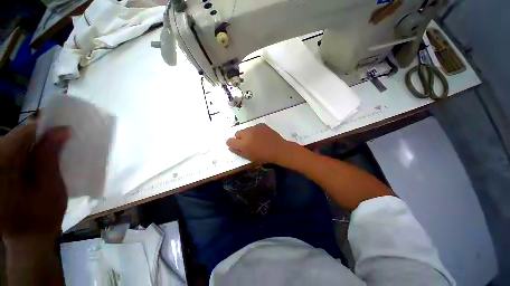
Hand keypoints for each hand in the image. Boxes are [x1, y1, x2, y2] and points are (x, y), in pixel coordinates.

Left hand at [0, 123, 69, 243]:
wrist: (29, 240)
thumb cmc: (43, 218)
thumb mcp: (51, 189)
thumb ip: (50, 159)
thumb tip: (61, 131)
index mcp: (2, 169)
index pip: (22, 135)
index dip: (44, 131)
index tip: (65, 133)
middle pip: (16, 138)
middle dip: (38, 139)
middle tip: (60, 146)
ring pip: (14, 143)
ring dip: (33, 147)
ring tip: (50, 156)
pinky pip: (12, 153)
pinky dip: (27, 154)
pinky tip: (37, 163)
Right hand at [226, 123, 293, 163]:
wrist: (278, 149)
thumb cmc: (264, 156)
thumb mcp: (249, 157)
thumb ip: (238, 151)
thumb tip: (231, 147)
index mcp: (243, 143)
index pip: (230, 141)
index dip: (231, 143)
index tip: (234, 145)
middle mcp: (247, 133)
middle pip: (237, 133)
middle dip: (239, 138)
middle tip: (246, 143)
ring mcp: (254, 127)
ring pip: (246, 130)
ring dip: (247, 134)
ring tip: (255, 139)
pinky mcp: (261, 125)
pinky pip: (254, 127)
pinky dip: (255, 131)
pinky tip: (262, 136)